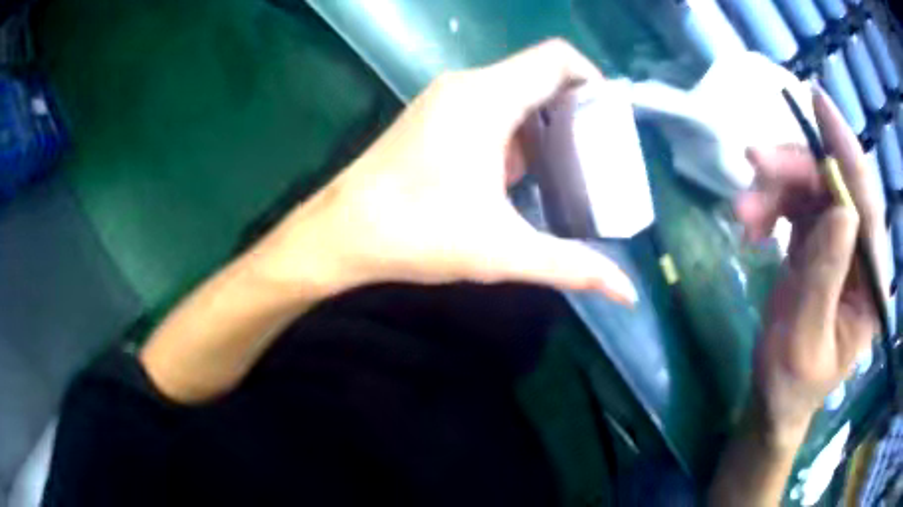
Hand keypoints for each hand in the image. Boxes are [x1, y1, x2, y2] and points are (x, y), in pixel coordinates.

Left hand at [251, 40, 636, 304]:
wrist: (341, 232)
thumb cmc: (417, 233)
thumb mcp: (504, 250)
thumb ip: (572, 266)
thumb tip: (626, 293)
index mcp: (487, 98)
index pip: (556, 59)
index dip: (592, 80)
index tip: (611, 120)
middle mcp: (466, 85)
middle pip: (537, 75)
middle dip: (574, 108)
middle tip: (597, 151)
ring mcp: (444, 98)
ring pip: (513, 91)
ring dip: (543, 122)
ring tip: (567, 166)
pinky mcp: (431, 115)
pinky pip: (487, 106)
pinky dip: (515, 129)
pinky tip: (520, 173)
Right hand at [735, 88, 882, 443]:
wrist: (775, 397)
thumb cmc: (792, 382)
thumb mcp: (806, 340)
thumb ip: (825, 278)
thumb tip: (841, 210)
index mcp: (872, 282)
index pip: (866, 204)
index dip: (846, 149)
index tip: (818, 103)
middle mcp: (861, 252)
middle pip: (834, 185)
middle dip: (794, 170)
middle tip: (752, 169)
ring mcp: (839, 243)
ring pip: (811, 188)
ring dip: (774, 187)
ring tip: (742, 213)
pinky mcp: (817, 241)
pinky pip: (795, 203)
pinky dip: (770, 204)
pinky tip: (751, 225)